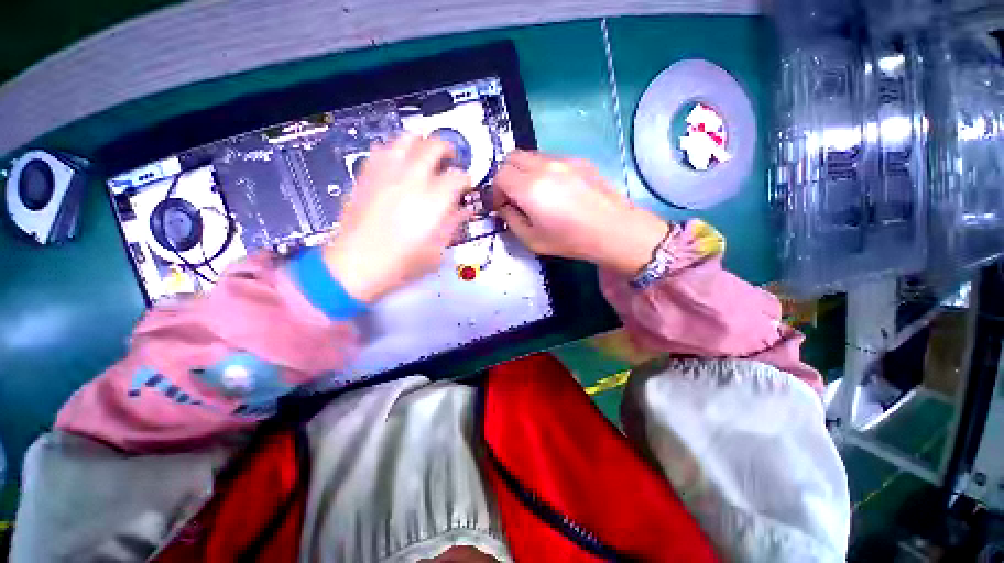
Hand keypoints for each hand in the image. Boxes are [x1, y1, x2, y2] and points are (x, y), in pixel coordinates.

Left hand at [323, 134, 471, 302]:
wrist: (356, 265)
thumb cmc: (400, 263)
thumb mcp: (437, 249)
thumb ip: (454, 224)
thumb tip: (464, 210)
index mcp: (435, 199)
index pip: (459, 176)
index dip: (466, 180)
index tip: (465, 186)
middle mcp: (412, 179)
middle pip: (435, 146)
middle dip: (447, 150)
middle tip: (450, 160)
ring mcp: (387, 174)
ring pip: (407, 138)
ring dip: (420, 143)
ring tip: (424, 153)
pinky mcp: (367, 176)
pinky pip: (381, 149)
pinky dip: (394, 150)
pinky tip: (397, 162)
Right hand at [493, 151, 667, 274]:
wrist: (613, 230)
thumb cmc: (570, 239)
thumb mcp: (532, 240)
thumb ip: (511, 220)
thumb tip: (504, 208)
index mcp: (529, 188)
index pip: (500, 175)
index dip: (496, 191)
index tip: (503, 206)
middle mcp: (543, 166)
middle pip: (512, 158)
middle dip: (507, 176)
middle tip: (515, 197)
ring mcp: (563, 160)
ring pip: (531, 155)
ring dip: (524, 171)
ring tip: (536, 193)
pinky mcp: (578, 160)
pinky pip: (551, 158)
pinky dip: (543, 170)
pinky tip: (557, 190)